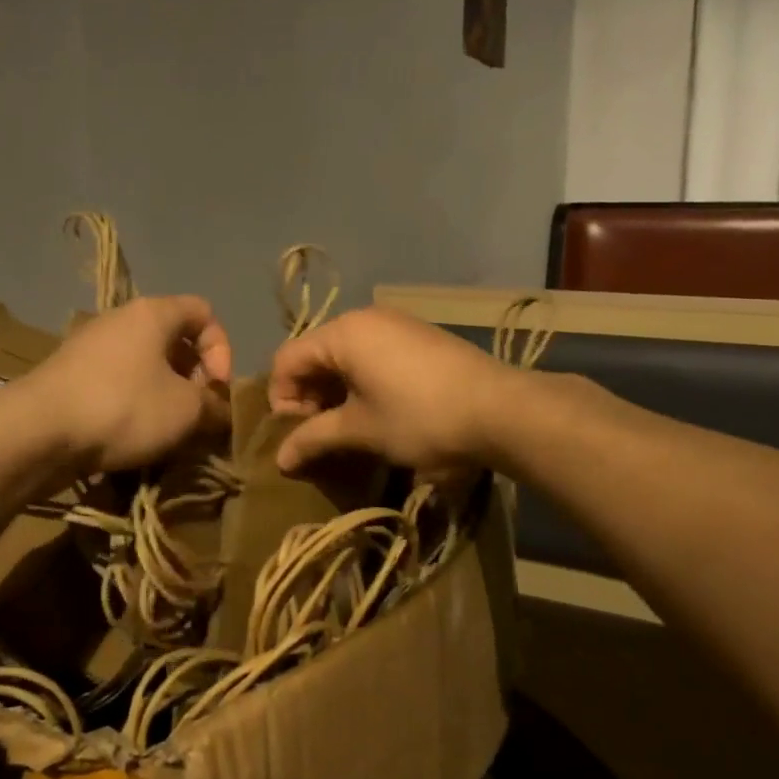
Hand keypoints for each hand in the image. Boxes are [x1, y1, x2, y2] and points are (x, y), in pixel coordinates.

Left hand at [24, 295, 233, 473]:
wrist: (37, 431)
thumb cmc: (123, 407)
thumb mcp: (185, 411)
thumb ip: (214, 407)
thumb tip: (222, 412)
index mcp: (153, 313)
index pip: (204, 312)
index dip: (222, 349)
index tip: (216, 388)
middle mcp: (120, 319)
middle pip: (173, 339)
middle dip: (193, 377)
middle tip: (197, 413)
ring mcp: (90, 346)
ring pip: (144, 363)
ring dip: (165, 394)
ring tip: (168, 430)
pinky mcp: (70, 375)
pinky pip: (117, 381)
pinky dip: (134, 403)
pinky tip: (134, 435)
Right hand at [267, 307, 517, 477]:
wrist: (500, 408)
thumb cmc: (419, 417)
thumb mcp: (361, 430)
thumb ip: (314, 439)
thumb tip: (279, 460)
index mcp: (342, 333)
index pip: (287, 360)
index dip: (282, 400)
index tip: (297, 436)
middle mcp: (364, 318)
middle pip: (314, 354)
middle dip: (309, 397)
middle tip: (319, 435)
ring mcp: (395, 324)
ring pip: (345, 356)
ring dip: (336, 392)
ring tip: (348, 428)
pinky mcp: (418, 337)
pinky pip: (372, 354)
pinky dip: (362, 381)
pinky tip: (378, 411)